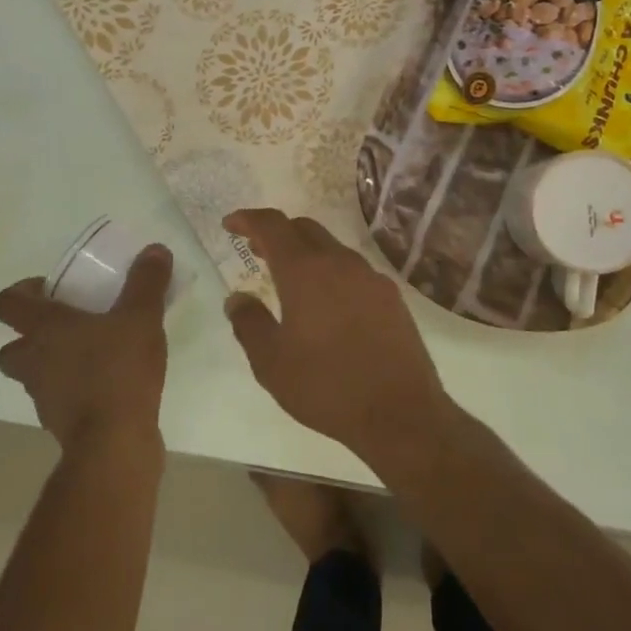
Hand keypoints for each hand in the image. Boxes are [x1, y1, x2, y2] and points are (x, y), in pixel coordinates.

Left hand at [0, 245, 172, 457]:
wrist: (114, 442)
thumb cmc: (119, 370)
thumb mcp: (142, 317)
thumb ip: (146, 282)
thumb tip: (154, 249)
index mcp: (44, 328)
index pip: (6, 303)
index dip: (21, 292)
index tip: (50, 289)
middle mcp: (34, 361)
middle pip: (12, 346)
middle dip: (32, 336)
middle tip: (68, 326)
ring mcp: (43, 396)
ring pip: (35, 374)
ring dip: (54, 364)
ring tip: (94, 355)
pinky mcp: (60, 423)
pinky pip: (60, 399)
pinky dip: (75, 391)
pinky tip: (108, 385)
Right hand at [222, 210, 446, 453]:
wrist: (400, 412)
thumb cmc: (326, 386)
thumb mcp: (271, 362)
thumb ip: (249, 324)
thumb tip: (237, 298)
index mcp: (305, 271)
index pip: (272, 226)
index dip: (248, 219)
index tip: (231, 224)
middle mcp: (340, 263)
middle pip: (304, 229)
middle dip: (277, 233)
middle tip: (256, 250)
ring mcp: (371, 278)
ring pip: (332, 248)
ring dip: (306, 253)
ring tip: (290, 279)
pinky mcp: (391, 297)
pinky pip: (354, 271)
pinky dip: (332, 273)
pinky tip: (328, 303)